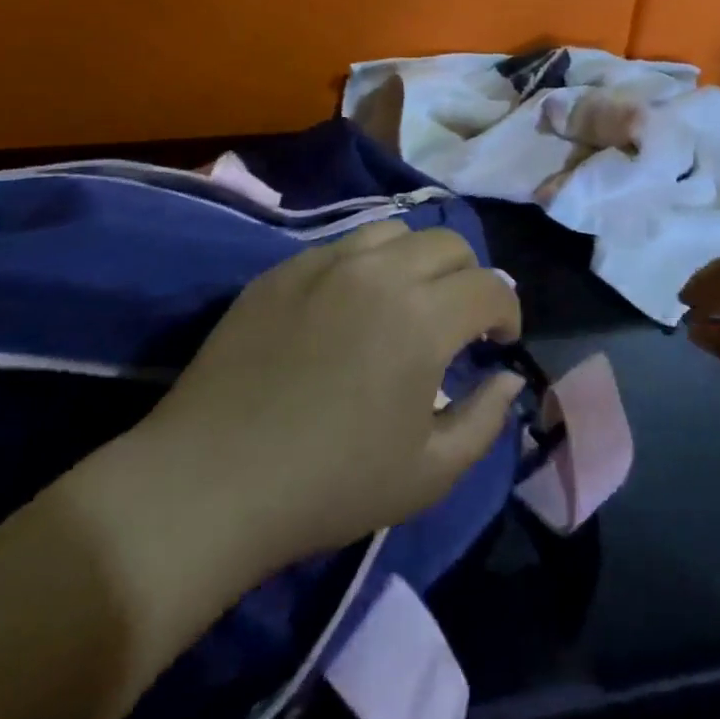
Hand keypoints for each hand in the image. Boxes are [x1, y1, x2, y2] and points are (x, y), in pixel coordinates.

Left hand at [135, 222, 523, 572]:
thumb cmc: (329, 486)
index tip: (498, 343)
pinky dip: (367, 264)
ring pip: (396, 232)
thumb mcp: (428, 474)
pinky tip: (350, 306)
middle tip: (457, 322)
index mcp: (424, 317)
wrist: (210, 483)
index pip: (490, 287)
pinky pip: (343, 245)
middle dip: (469, 278)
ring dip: (418, 260)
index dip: (507, 312)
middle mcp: (382, 272)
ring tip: (406, 302)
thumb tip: (509, 377)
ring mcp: (327, 262)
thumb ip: (486, 420)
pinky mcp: (284, 268)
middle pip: (450, 243)